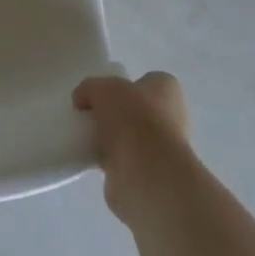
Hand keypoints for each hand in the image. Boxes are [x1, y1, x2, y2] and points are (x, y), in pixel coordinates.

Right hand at [73, 71, 190, 225]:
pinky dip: (109, 160)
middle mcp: (172, 117)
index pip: (146, 81)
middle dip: (116, 114)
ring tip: (87, 138)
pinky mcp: (150, 173)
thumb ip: (89, 88)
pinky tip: (91, 159)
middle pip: (138, 110)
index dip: (124, 86)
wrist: (145, 172)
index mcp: (168, 89)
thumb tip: (81, 99)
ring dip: (111, 139)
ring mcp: (163, 148)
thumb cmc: (132, 118)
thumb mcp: (102, 89)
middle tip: (91, 116)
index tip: (101, 95)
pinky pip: (124, 160)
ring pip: (131, 137)